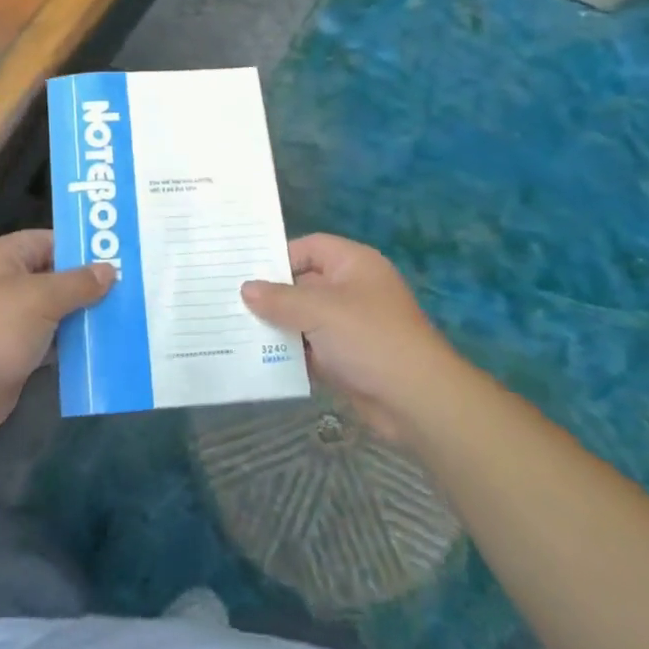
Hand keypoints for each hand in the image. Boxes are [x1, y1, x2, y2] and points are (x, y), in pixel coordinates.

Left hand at [0, 230, 114, 444]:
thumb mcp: (41, 298)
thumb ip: (77, 283)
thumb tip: (109, 269)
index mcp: (2, 256)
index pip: (49, 241)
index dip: (82, 248)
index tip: (119, 257)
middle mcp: (3, 283)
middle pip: (54, 276)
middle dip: (88, 284)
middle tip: (130, 288)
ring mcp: (7, 320)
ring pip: (54, 310)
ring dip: (83, 316)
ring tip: (124, 316)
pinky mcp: (13, 352)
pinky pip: (50, 340)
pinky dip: (71, 343)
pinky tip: (102, 347)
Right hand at [242, 234, 453, 443]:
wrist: (417, 401)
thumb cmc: (369, 338)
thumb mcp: (319, 311)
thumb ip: (279, 299)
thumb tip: (246, 289)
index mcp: (354, 264)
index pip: (310, 248)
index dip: (279, 257)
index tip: (246, 272)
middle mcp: (353, 290)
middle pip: (304, 284)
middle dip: (272, 296)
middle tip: (231, 301)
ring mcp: (351, 326)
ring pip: (305, 319)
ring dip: (279, 327)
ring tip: (237, 330)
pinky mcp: (348, 359)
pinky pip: (312, 349)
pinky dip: (291, 354)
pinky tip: (260, 359)